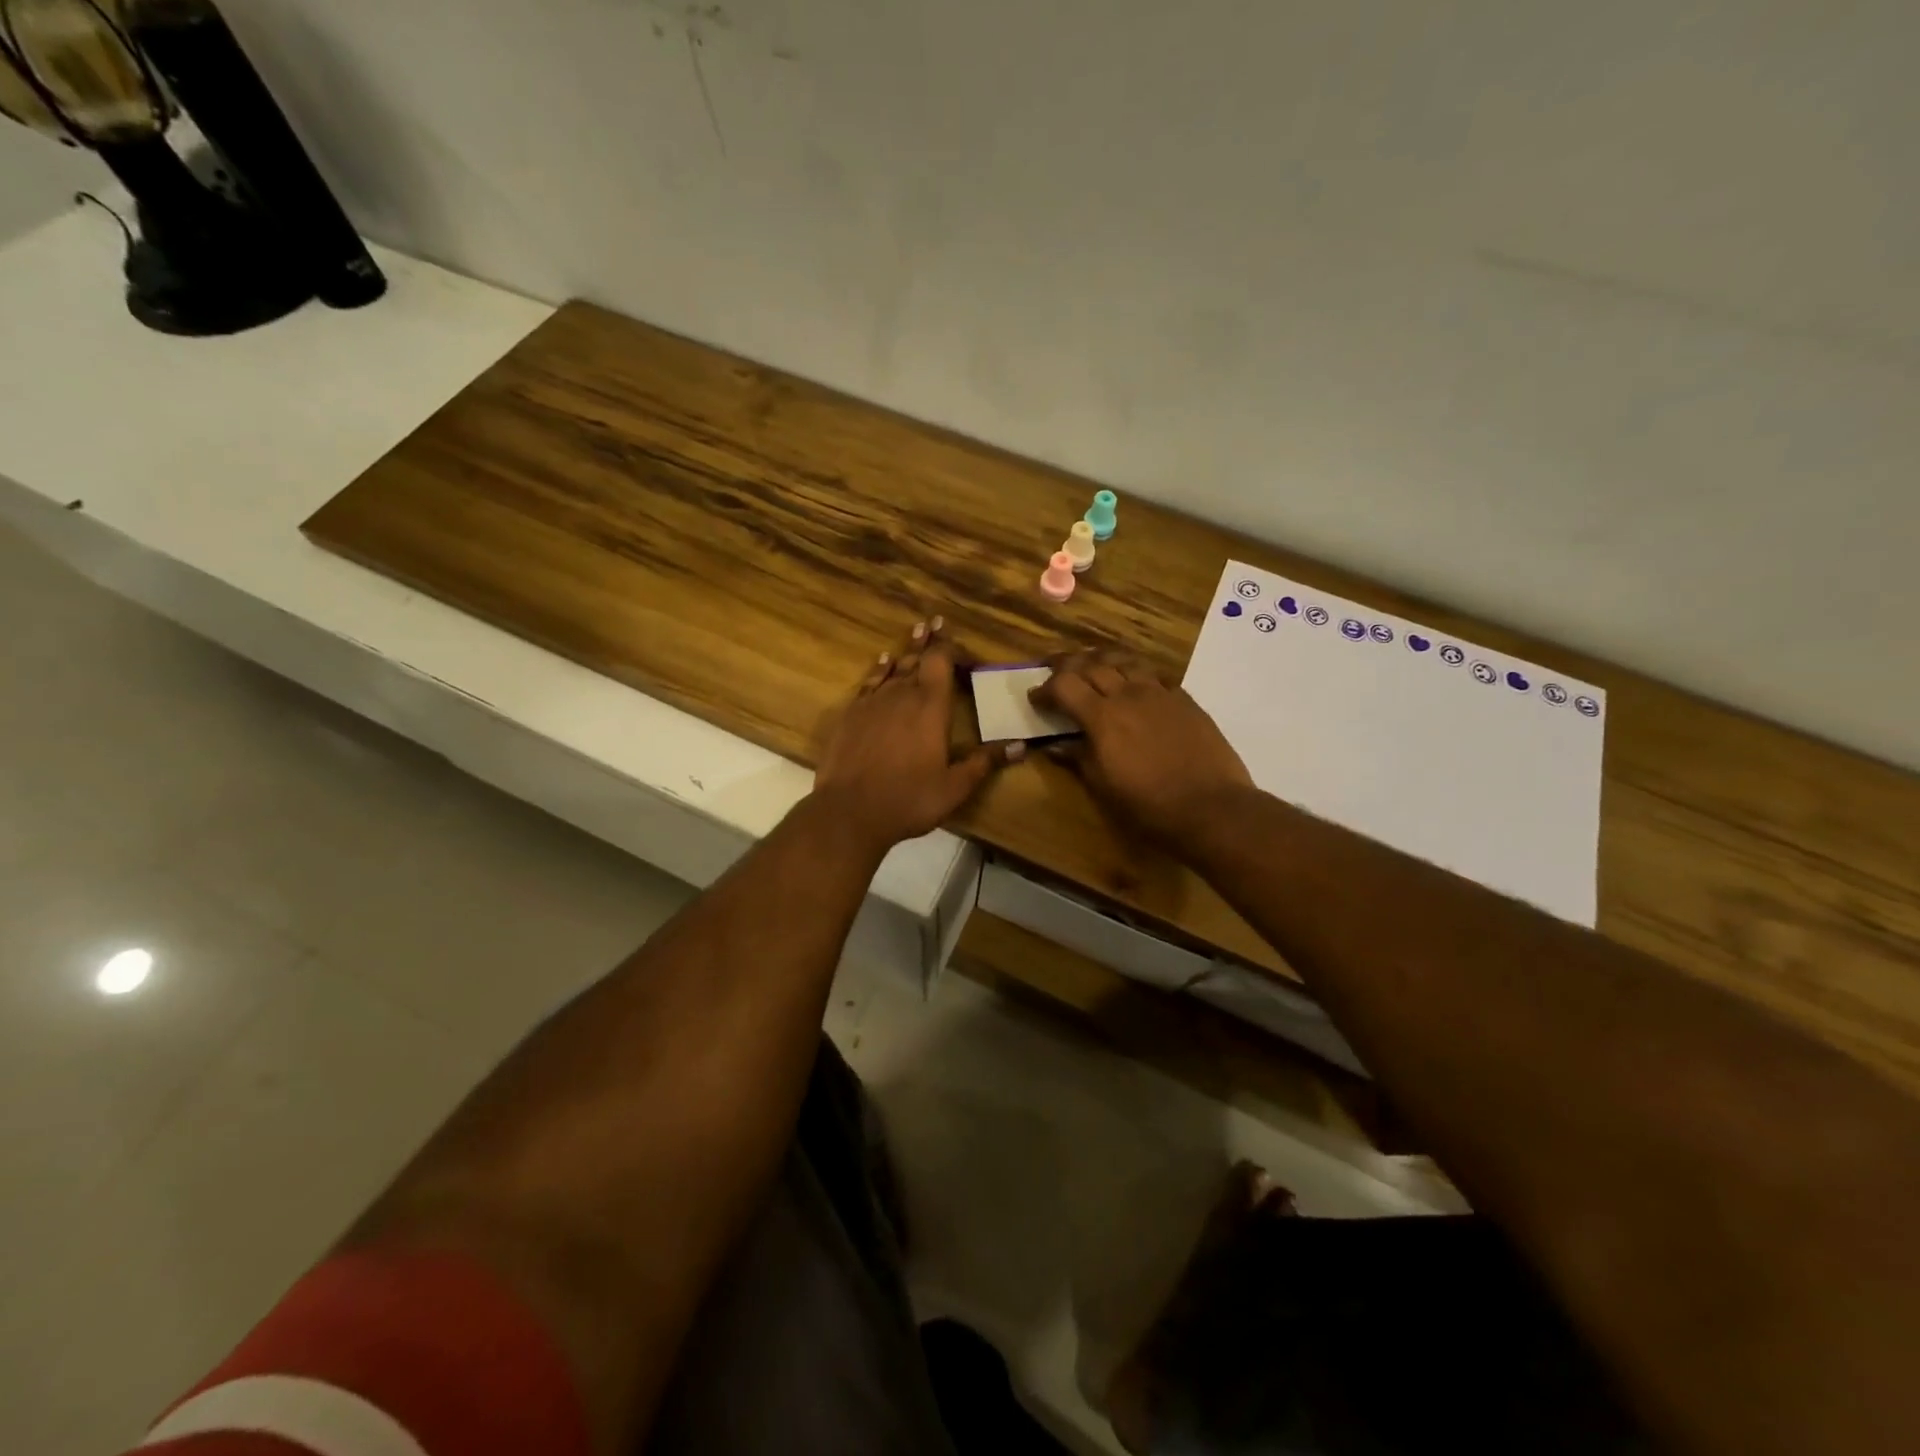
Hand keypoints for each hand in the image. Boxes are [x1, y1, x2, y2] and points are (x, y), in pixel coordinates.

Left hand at [813, 619, 1020, 855]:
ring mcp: (873, 702)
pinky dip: (879, 669)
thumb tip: (1020, 746)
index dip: (949, 647)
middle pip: (916, 658)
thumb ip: (984, 762)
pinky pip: (869, 682)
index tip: (955, 638)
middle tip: (933, 622)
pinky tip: (883, 662)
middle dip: (928, 641)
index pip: (941, 662)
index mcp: (931, 707)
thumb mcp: (954, 786)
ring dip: (905, 650)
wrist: (850, 811)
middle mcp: (902, 695)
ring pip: (893, 667)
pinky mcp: (851, 714)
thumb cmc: (909, 799)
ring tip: (915, 632)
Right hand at [1031, 651, 1253, 851]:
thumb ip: (1078, 758)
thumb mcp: (1103, 787)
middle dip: (1067, 664)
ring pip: (1125, 661)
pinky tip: (1135, 683)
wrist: (1211, 806)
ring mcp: (1160, 693)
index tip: (1035, 698)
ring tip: (1093, 665)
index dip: (1045, 688)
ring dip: (1102, 659)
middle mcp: (1128, 694)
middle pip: (1091, 664)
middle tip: (1054, 669)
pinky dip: (1136, 672)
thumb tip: (1055, 746)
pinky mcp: (1185, 700)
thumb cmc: (1148, 805)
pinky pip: (1155, 675)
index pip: (1064, 685)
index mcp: (1102, 716)